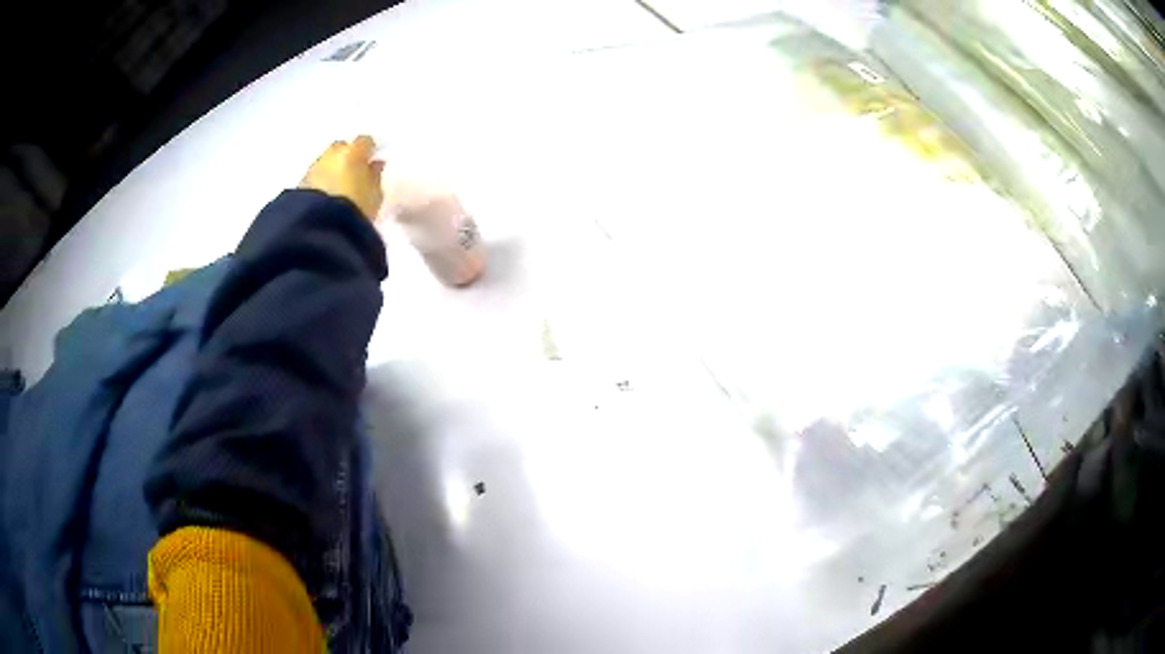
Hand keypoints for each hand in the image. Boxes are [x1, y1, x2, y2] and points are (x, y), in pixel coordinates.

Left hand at [300, 135, 385, 220]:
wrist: (319, 227)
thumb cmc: (355, 209)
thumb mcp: (375, 195)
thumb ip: (375, 176)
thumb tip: (374, 165)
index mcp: (353, 151)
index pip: (365, 141)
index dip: (369, 150)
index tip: (372, 161)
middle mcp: (331, 154)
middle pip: (341, 147)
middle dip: (346, 155)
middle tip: (353, 173)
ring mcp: (313, 168)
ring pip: (325, 162)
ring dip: (331, 169)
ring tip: (338, 187)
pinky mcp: (300, 184)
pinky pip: (315, 177)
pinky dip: (321, 182)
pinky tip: (326, 196)